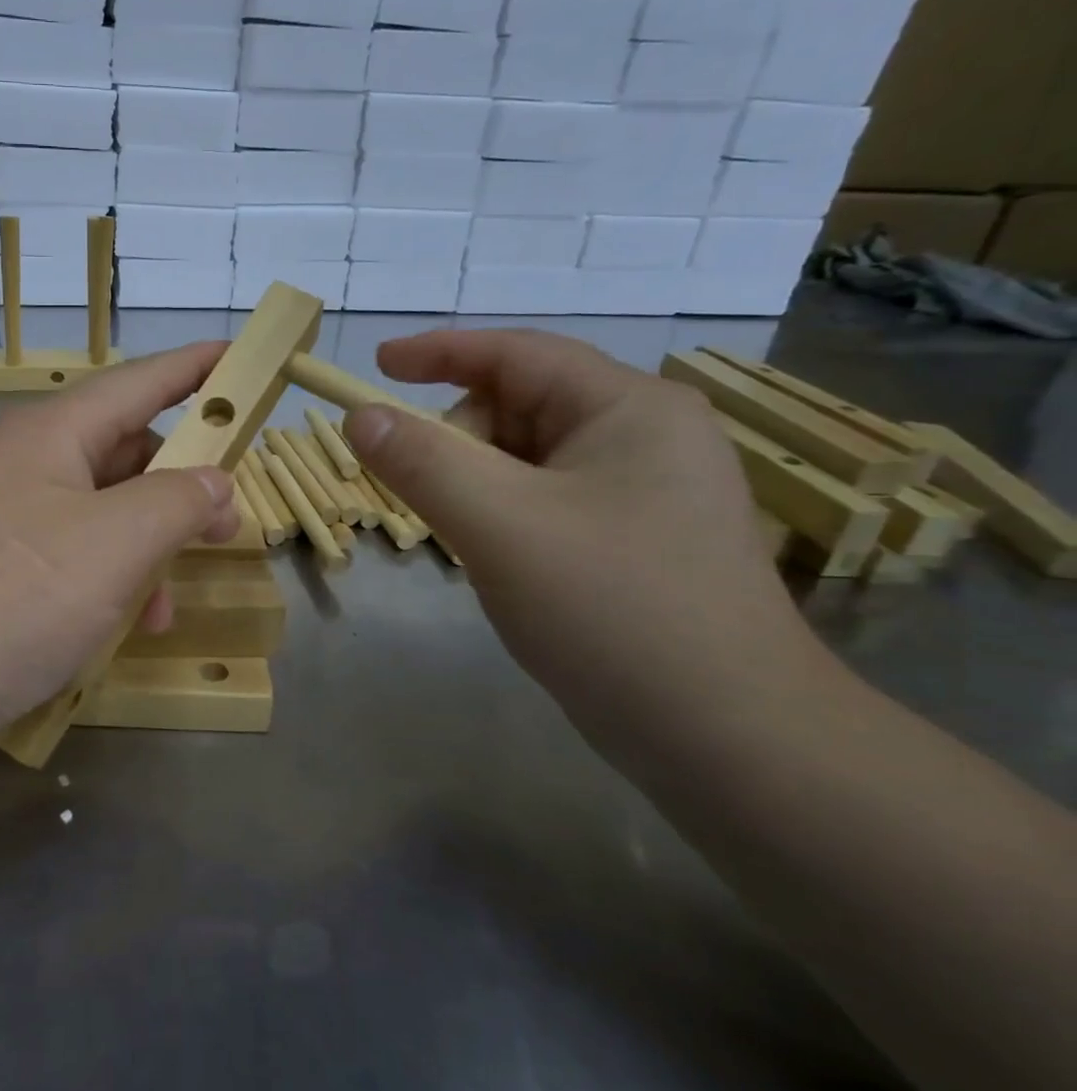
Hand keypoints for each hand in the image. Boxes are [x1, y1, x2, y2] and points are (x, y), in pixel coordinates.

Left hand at [0, 343, 240, 768]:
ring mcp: (1, 521)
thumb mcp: (113, 544)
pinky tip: (116, 631)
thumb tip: (214, 481)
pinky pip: (66, 560)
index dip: (197, 367)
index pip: (140, 381)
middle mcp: (24, 466)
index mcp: (53, 434)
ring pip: (98, 516)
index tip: (243, 355)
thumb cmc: (7, 594)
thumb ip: (177, 502)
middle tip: (226, 525)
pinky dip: (103, 586)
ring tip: (166, 608)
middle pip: (122, 453)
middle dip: (179, 487)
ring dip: (143, 552)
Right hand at [343, 329, 822, 735]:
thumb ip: (422, 462)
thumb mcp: (500, 525)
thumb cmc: (613, 609)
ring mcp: (645, 494)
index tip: (375, 364)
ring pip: (529, 461)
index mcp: (629, 408)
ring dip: (479, 485)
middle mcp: (645, 437)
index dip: (439, 351)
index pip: (517, 353)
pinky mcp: (636, 542)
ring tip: (469, 539)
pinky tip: (501, 561)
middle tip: (427, 494)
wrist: (729, 739)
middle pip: (521, 407)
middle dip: (460, 438)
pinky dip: (504, 516)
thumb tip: (360, 416)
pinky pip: (546, 503)